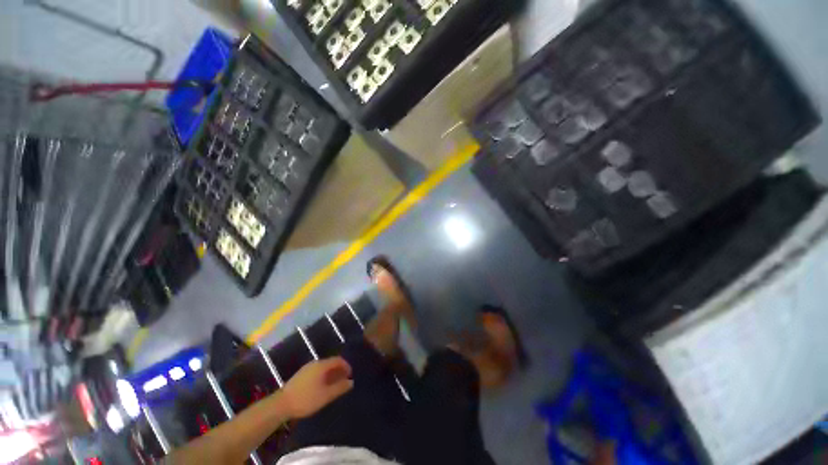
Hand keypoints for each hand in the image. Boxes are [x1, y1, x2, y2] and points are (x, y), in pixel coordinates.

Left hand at [281, 357, 353, 418]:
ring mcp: (307, 369)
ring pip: (323, 368)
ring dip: (331, 375)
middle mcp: (315, 363)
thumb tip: (351, 382)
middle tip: (344, 381)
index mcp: (322, 365)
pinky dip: (323, 377)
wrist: (281, 405)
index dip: (346, 366)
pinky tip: (322, 388)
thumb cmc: (306, 399)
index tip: (350, 375)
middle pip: (331, 363)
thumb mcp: (326, 395)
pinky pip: (317, 372)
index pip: (338, 360)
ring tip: (335, 386)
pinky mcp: (301, 375)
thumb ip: (340, 387)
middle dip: (339, 371)